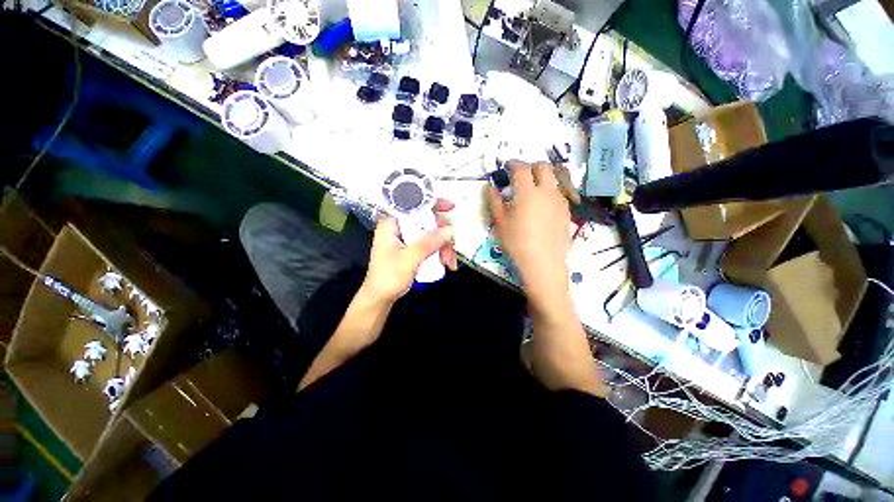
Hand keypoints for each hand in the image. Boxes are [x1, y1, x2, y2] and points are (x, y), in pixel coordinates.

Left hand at [362, 199, 457, 302]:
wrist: (381, 298)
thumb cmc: (388, 278)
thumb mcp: (409, 260)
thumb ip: (428, 244)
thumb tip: (449, 230)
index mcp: (392, 224)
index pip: (413, 204)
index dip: (432, 202)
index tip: (449, 207)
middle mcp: (400, 227)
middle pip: (427, 220)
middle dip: (443, 235)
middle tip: (449, 250)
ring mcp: (407, 238)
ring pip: (432, 233)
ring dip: (444, 246)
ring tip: (449, 263)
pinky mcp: (412, 247)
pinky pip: (431, 243)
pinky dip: (440, 251)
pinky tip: (446, 263)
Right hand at [486, 162, 571, 303]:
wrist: (542, 263)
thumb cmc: (516, 243)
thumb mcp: (500, 222)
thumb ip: (494, 201)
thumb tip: (490, 187)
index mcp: (528, 192)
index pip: (521, 168)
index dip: (513, 163)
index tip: (507, 166)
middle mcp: (547, 191)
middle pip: (543, 167)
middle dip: (531, 166)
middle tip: (521, 176)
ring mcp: (560, 201)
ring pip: (554, 179)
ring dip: (543, 178)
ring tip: (532, 190)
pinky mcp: (567, 212)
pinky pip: (559, 193)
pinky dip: (550, 192)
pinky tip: (543, 206)